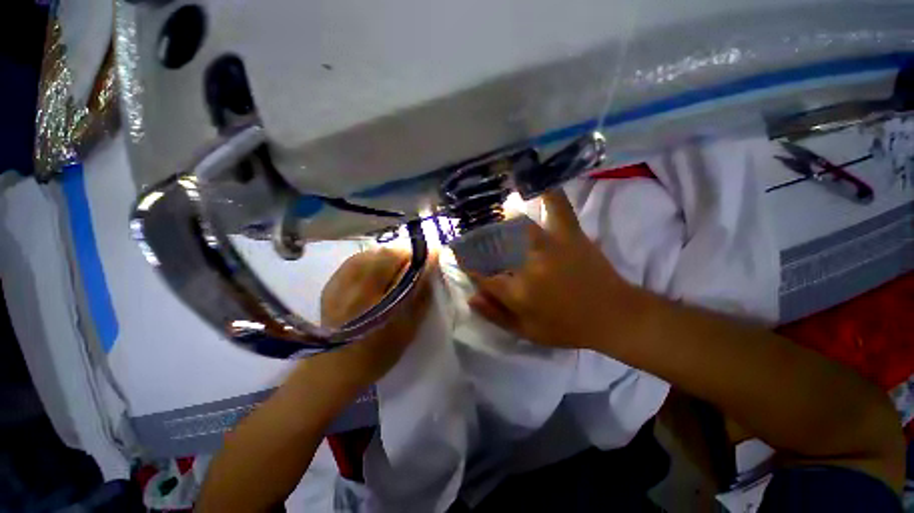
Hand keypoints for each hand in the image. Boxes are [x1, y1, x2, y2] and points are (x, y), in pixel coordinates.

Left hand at [314, 247, 435, 388]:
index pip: (404, 267)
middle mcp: (356, 287)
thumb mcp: (408, 328)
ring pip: (372, 253)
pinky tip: (379, 268)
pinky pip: (357, 259)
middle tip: (417, 260)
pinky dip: (373, 258)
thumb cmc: (378, 354)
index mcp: (376, 301)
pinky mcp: (332, 283)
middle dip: (406, 252)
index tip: (435, 251)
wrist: (336, 368)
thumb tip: (431, 269)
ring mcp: (340, 283)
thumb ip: (421, 296)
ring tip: (399, 263)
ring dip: (390, 254)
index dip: (421, 256)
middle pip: (386, 254)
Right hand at [467, 189, 644, 349]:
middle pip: (495, 246)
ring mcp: (550, 245)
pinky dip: (548, 192)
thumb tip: (470, 297)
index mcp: (519, 291)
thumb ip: (496, 315)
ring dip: (501, 218)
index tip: (459, 256)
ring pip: (517, 225)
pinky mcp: (569, 234)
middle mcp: (529, 264)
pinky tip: (536, 180)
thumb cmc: (567, 328)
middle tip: (471, 234)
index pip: (483, 275)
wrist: (614, 316)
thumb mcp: (527, 333)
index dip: (468, 265)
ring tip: (490, 209)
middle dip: (480, 240)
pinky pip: (558, 207)